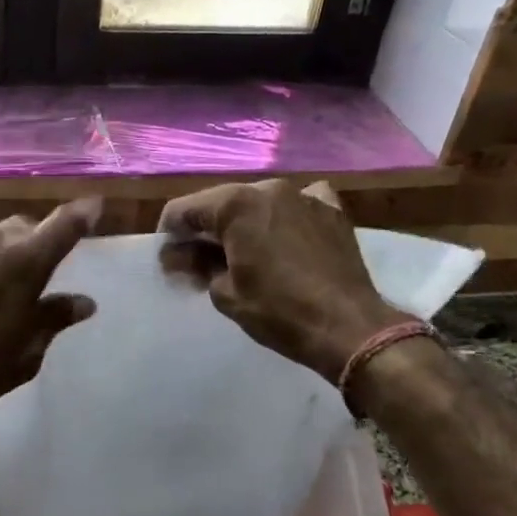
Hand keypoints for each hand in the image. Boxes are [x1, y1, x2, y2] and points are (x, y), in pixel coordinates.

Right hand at [159, 179, 398, 383]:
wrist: (347, 326)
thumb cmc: (278, 312)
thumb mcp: (225, 293)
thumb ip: (197, 266)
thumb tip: (179, 256)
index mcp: (236, 204)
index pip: (184, 210)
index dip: (169, 235)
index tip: (168, 261)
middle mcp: (268, 188)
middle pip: (221, 203)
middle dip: (205, 230)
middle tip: (198, 263)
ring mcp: (304, 195)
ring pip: (258, 202)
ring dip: (243, 224)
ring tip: (241, 255)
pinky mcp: (332, 210)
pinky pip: (297, 204)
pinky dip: (283, 217)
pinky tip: (284, 237)